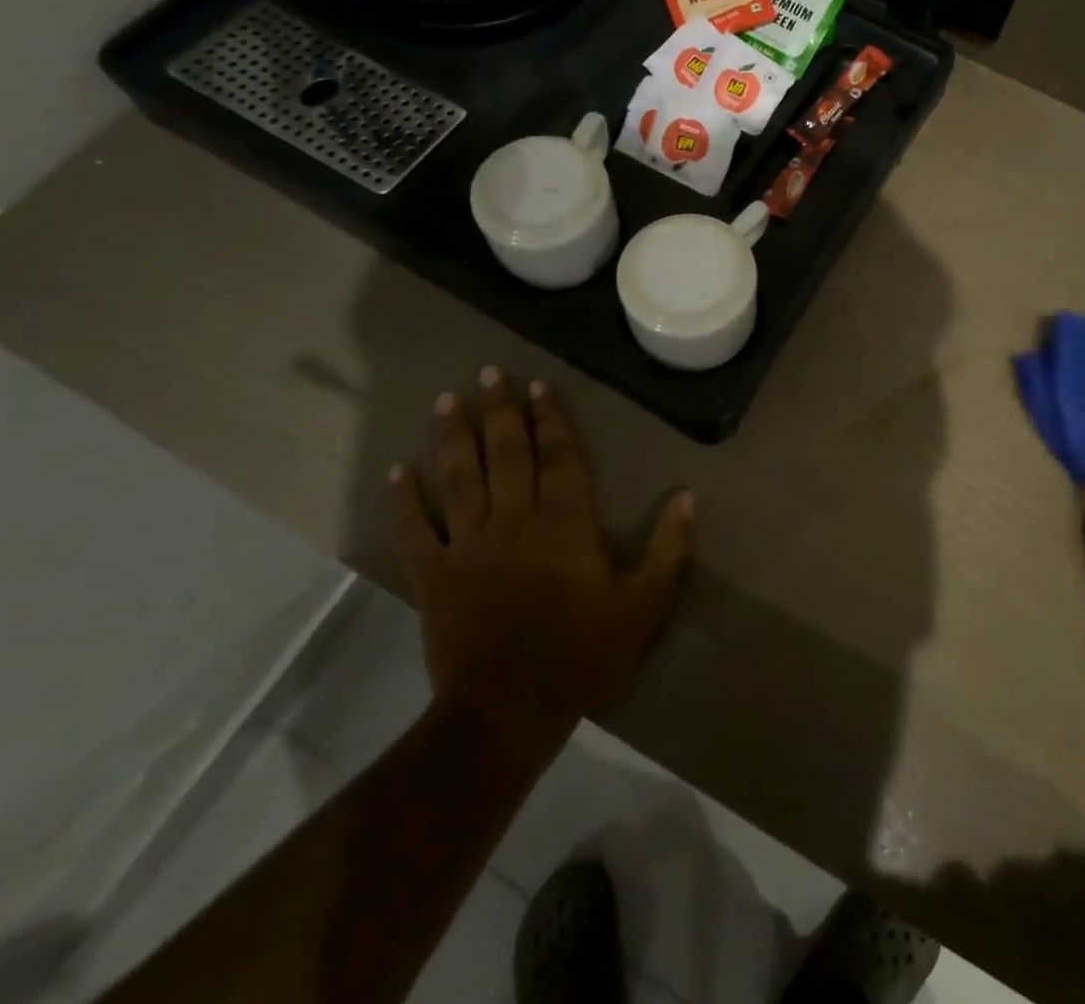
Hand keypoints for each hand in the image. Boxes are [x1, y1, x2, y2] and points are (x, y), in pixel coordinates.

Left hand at [389, 368, 693, 742]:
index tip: (539, 386)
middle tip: (489, 373)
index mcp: (565, 522)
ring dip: (453, 437)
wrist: (509, 711)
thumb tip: (688, 496)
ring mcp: (468, 545)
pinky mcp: (434, 575)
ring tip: (447, 401)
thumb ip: (668, 548)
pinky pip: (414, 531)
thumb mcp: (643, 605)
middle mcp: (515, 520)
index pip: (559, 455)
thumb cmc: (582, 654)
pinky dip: (404, 500)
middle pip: (506, 453)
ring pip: (458, 478)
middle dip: (500, 410)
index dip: (551, 418)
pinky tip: (397, 471)